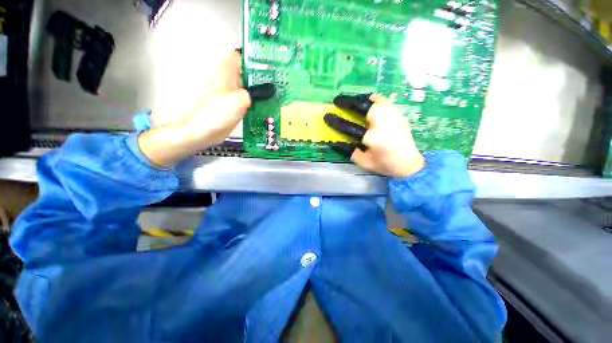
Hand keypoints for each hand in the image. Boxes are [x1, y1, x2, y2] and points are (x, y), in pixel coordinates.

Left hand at [138, 51, 273, 167]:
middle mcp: (227, 81)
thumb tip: (267, 90)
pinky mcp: (232, 107)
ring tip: (275, 96)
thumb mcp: (238, 101)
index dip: (254, 59)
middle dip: (261, 77)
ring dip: (259, 92)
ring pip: (247, 88)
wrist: (199, 132)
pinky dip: (255, 103)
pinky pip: (247, 101)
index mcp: (225, 73)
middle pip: (246, 74)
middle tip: (277, 84)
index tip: (268, 66)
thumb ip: (254, 94)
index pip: (240, 57)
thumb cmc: (214, 114)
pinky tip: (265, 108)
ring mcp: (230, 95)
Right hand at [325, 94, 424, 177]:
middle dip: (348, 102)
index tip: (327, 116)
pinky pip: (384, 101)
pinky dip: (373, 99)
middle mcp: (384, 124)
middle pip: (363, 107)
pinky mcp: (399, 114)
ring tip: (350, 101)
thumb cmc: (385, 165)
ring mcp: (393, 117)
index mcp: (374, 139)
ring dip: (359, 99)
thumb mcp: (365, 163)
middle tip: (337, 100)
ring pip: (374, 101)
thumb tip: (338, 141)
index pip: (350, 128)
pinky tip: (368, 100)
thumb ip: (351, 152)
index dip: (336, 122)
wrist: (410, 163)